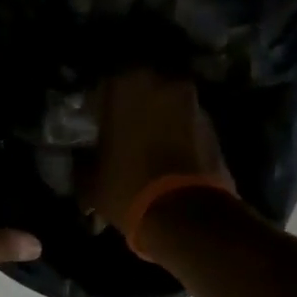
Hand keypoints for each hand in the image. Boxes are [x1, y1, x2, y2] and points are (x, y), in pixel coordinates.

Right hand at [83, 69, 234, 227]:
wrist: (186, 212)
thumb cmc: (127, 188)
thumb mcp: (90, 181)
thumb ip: (84, 160)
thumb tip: (85, 159)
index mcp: (123, 86)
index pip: (100, 89)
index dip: (93, 110)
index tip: (90, 128)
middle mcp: (160, 83)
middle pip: (138, 90)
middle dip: (128, 109)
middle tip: (118, 134)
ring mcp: (191, 101)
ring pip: (164, 104)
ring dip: (155, 120)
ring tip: (144, 148)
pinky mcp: (212, 124)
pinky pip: (184, 122)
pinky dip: (175, 133)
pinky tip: (166, 157)